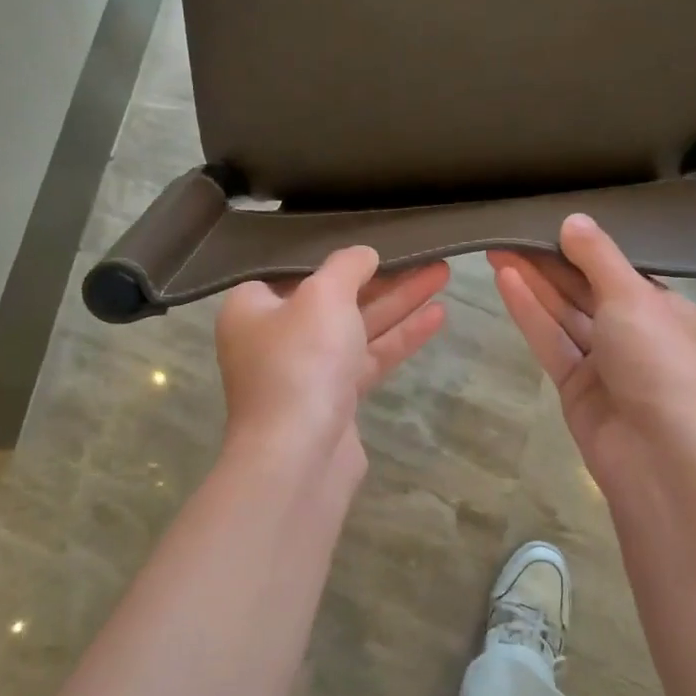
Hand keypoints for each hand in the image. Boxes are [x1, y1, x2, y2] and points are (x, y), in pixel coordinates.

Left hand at [216, 247, 448, 470]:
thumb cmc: (300, 361)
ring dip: (399, 303)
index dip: (335, 255)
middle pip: (334, 297)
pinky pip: (368, 358)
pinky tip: (438, 316)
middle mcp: (275, 337)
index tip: (372, 239)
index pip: (294, 270)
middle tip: (424, 253)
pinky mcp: (334, 399)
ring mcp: (306, 371)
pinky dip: (399, 338)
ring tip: (443, 273)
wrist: (299, 456)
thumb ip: (346, 266)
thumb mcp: (323, 296)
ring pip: (357, 327)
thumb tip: (363, 254)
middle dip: (382, 277)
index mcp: (253, 307)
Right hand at [488, 215, 695, 502]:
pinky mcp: (576, 386)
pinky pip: (552, 340)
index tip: (547, 220)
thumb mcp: (634, 298)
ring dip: (534, 283)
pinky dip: (530, 312)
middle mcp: (636, 333)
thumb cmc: (661, 364)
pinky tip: (505, 281)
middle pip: (586, 290)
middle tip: (509, 232)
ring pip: (564, 314)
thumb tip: (574, 219)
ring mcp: (605, 363)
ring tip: (497, 249)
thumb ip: (599, 258)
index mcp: (666, 310)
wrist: (663, 459)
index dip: (582, 246)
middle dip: (549, 262)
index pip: (619, 270)